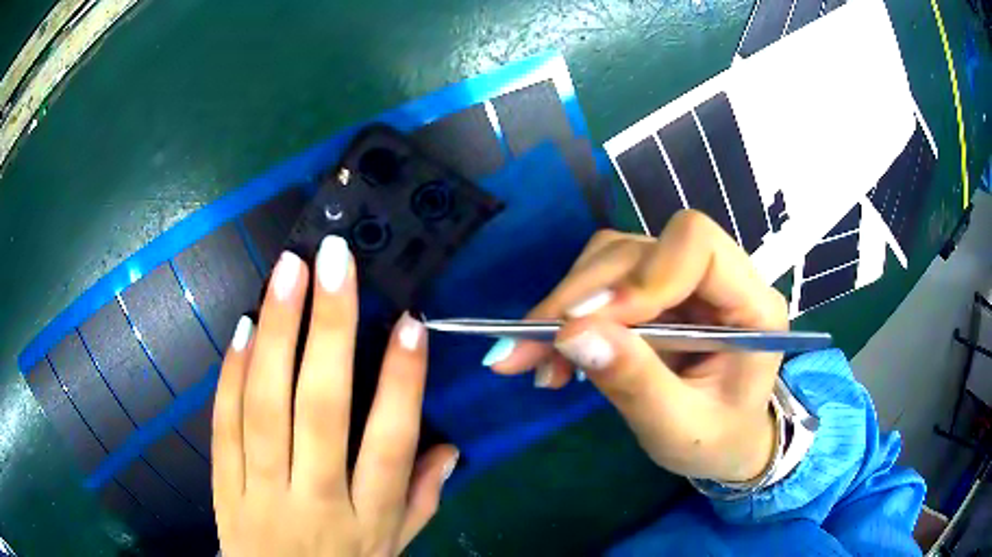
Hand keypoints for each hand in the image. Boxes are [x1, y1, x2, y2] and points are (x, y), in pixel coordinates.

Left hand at [212, 237, 458, 556]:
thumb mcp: (393, 549)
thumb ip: (420, 501)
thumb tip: (449, 450)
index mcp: (368, 520)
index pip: (390, 445)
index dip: (403, 383)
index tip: (411, 323)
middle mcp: (315, 501)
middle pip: (321, 411)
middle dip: (330, 330)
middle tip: (334, 262)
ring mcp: (260, 492)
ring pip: (265, 406)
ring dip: (277, 333)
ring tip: (289, 272)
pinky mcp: (223, 486)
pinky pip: (224, 425)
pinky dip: (232, 374)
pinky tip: (244, 327)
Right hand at [485, 211, 787, 481]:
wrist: (724, 442)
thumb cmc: (717, 441)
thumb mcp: (680, 429)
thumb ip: (636, 383)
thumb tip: (572, 335)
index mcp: (751, 304)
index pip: (697, 244)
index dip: (643, 274)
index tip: (591, 325)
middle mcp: (718, 277)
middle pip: (640, 250)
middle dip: (579, 298)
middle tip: (525, 349)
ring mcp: (683, 281)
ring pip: (611, 259)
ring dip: (564, 306)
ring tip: (535, 360)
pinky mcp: (654, 293)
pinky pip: (601, 284)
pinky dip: (567, 316)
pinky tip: (552, 356)